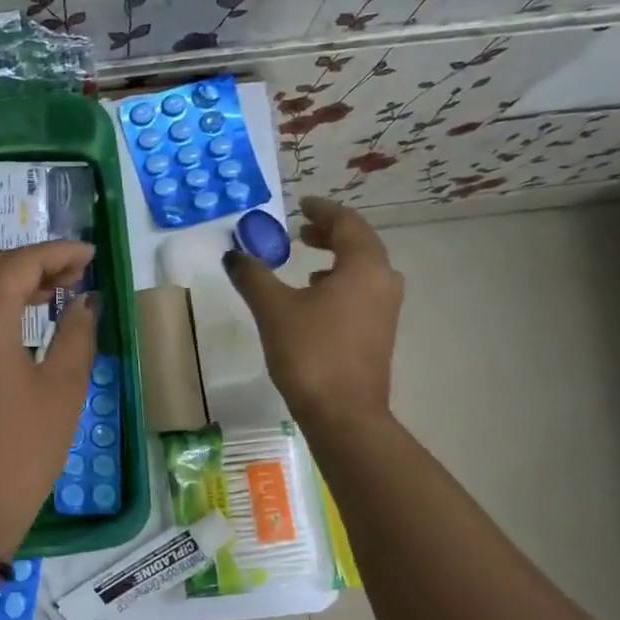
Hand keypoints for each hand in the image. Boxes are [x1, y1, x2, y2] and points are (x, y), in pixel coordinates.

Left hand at [0, 242, 97, 561]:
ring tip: (52, 296)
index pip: (20, 262)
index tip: (91, 255)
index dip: (59, 252)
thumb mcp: (62, 390)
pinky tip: (18, 327)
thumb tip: (84, 302)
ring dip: (9, 283)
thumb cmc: (20, 451)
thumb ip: (77, 334)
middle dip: (32, 262)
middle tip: (74, 275)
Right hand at [223, 196, 402, 427]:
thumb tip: (234, 255)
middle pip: (360, 243)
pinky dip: (341, 282)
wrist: (343, 414)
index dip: (322, 210)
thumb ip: (253, 276)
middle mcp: (383, 281)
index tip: (301, 205)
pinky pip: (363, 291)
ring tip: (308, 260)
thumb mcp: (273, 309)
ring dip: (337, 258)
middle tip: (301, 231)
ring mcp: (386, 310)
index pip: (347, 223)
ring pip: (364, 269)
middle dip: (330, 233)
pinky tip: (317, 298)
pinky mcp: (380, 333)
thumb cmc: (310, 353)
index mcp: (363, 266)